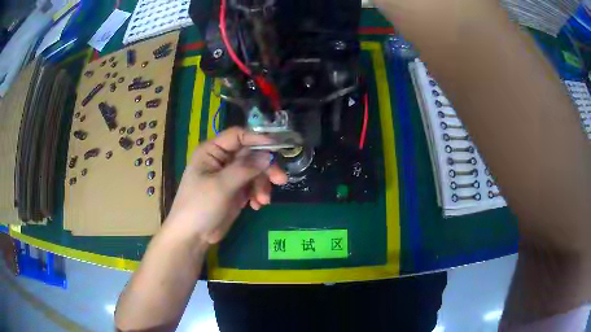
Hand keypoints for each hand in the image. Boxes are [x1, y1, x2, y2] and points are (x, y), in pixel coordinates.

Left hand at [166, 127, 287, 243]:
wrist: (192, 236)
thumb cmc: (200, 206)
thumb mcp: (221, 186)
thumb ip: (245, 168)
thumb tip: (269, 155)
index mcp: (212, 151)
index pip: (238, 136)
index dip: (258, 139)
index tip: (278, 147)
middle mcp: (222, 159)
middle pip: (251, 154)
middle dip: (265, 167)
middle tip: (280, 180)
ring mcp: (229, 176)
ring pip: (255, 171)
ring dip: (262, 185)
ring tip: (262, 201)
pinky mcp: (236, 191)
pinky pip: (253, 186)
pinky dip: (258, 194)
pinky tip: (256, 206)